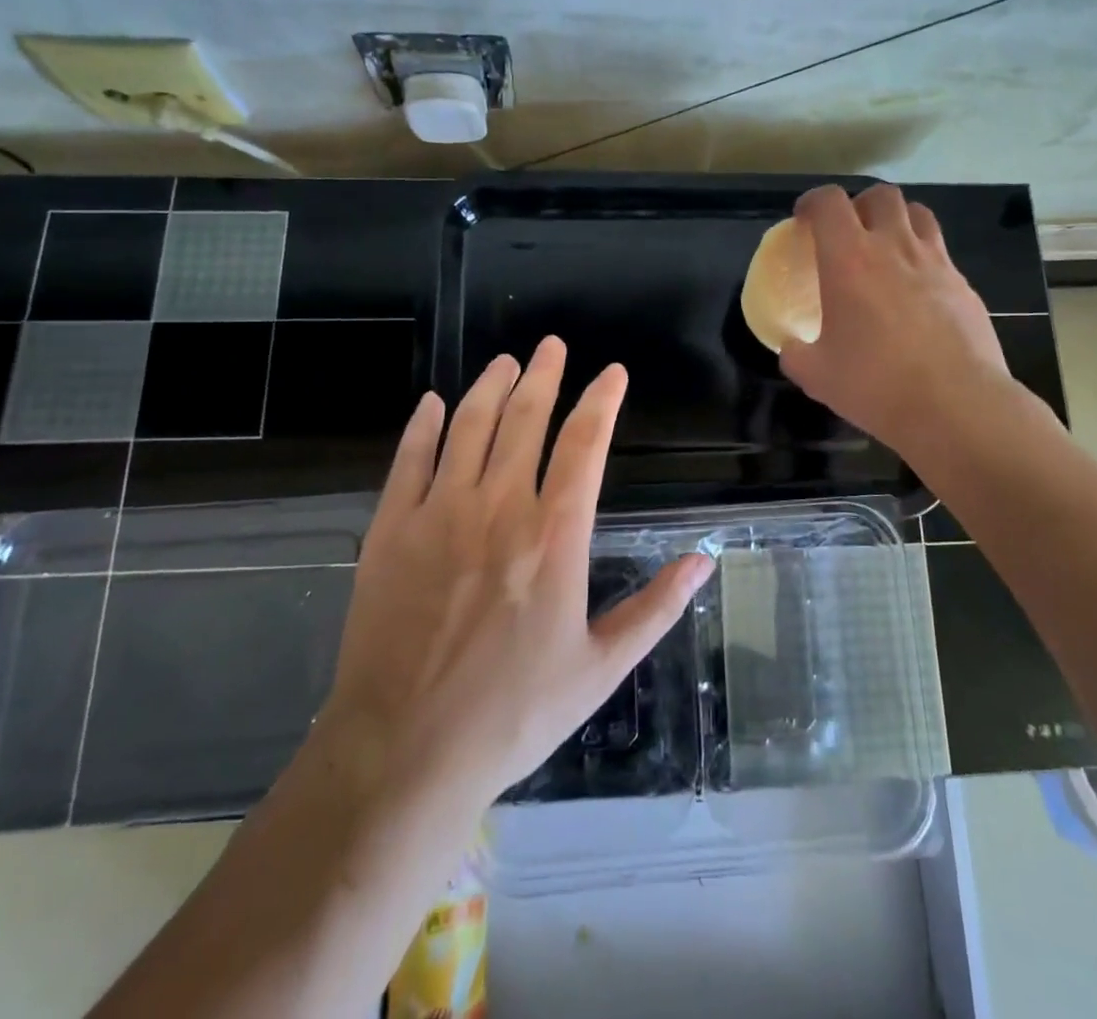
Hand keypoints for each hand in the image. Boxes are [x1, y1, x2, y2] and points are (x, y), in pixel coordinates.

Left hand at [317, 338, 715, 808]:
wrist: (405, 751)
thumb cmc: (514, 713)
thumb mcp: (601, 668)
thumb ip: (656, 608)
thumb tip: (705, 560)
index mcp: (554, 535)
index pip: (584, 444)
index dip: (601, 401)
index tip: (612, 373)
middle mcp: (498, 507)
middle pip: (525, 419)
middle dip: (544, 375)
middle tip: (552, 345)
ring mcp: (439, 513)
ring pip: (468, 427)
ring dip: (490, 388)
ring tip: (506, 362)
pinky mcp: (391, 530)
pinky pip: (409, 460)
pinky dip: (422, 426)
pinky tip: (432, 404)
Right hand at [780, 183, 1014, 449]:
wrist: (955, 405)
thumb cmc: (876, 385)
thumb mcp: (816, 375)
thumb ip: (796, 353)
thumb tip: (792, 347)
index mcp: (850, 260)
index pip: (829, 202)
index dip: (813, 202)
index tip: (804, 220)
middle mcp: (894, 247)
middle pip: (881, 195)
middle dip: (859, 204)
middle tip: (848, 232)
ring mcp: (936, 262)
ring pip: (918, 214)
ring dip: (897, 221)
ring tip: (886, 249)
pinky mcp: (964, 285)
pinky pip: (940, 253)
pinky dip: (923, 258)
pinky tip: (917, 293)